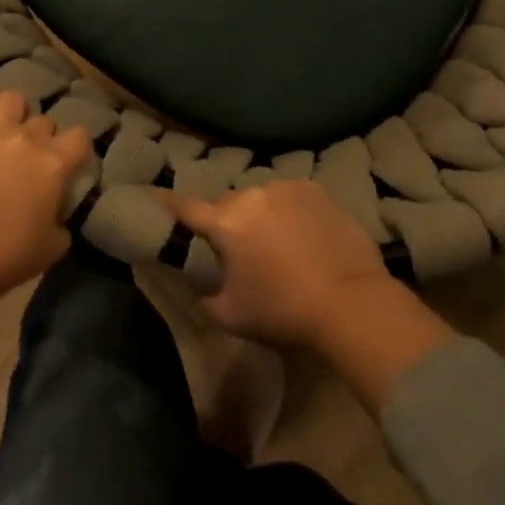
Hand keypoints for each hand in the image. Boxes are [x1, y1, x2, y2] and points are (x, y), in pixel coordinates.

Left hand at [0, 74, 91, 297]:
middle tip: (30, 157)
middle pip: (45, 121)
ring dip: (14, 111)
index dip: (77, 148)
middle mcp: (30, 137)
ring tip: (5, 125)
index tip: (70, 161)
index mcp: (56, 162)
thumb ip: (62, 219)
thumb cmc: (9, 256)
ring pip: (13, 98)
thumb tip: (56, 212)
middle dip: (42, 136)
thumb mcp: (54, 245)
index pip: (81, 136)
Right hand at [164, 181, 455, 406]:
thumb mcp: (230, 316)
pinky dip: (289, 211)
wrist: (352, 304)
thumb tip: (196, 285)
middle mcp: (251, 195)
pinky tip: (303, 235)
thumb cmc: (284, 312)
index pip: (184, 206)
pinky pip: (290, 197)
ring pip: (260, 198)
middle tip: (237, 248)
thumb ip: (203, 297)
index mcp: (225, 222)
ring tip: (275, 242)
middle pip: (227, 205)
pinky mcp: (316, 191)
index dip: (166, 203)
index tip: (152, 196)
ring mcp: (286, 188)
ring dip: (259, 215)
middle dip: (226, 222)